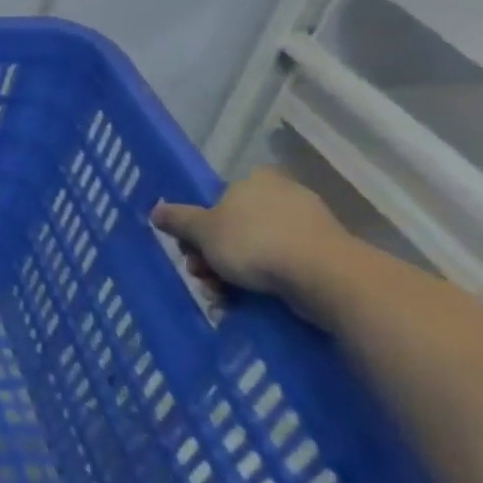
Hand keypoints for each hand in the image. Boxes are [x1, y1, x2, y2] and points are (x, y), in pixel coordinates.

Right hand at [152, 167, 351, 300]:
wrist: (325, 277)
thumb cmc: (254, 242)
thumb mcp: (201, 230)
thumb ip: (177, 219)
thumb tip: (157, 211)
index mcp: (255, 180)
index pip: (220, 196)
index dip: (201, 222)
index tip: (192, 246)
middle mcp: (284, 196)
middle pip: (234, 226)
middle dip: (212, 254)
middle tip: (201, 274)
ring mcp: (309, 226)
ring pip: (255, 249)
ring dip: (231, 273)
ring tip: (221, 296)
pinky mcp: (326, 255)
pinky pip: (282, 266)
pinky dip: (261, 282)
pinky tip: (245, 301)